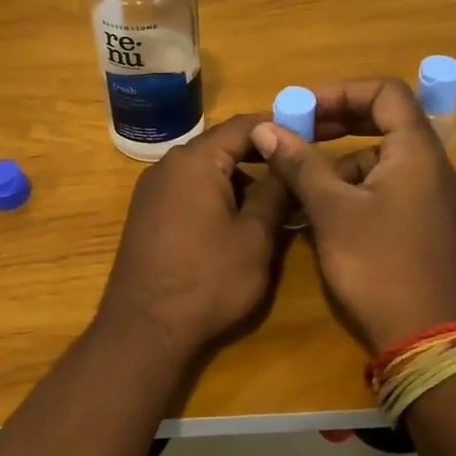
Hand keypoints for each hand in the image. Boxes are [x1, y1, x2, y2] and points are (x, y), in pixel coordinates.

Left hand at [93, 114, 293, 361]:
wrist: (144, 329)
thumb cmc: (207, 280)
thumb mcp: (255, 237)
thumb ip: (276, 192)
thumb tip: (290, 160)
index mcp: (195, 160)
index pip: (244, 125)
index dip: (279, 126)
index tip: (312, 133)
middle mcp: (168, 165)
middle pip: (222, 145)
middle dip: (261, 155)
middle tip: (298, 170)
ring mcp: (152, 190)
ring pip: (206, 169)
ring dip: (240, 178)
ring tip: (276, 200)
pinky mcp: (147, 214)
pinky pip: (188, 190)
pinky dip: (217, 194)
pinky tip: (238, 220)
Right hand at [251, 78, 455, 353]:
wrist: (428, 341)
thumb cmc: (379, 266)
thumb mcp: (332, 211)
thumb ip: (300, 164)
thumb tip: (266, 127)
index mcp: (417, 152)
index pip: (386, 92)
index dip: (341, 91)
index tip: (302, 108)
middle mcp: (432, 167)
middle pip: (386, 121)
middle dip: (337, 122)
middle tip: (296, 133)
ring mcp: (432, 198)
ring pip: (382, 158)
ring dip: (341, 160)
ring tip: (303, 183)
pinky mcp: (425, 225)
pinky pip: (388, 187)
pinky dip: (355, 187)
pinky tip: (326, 213)